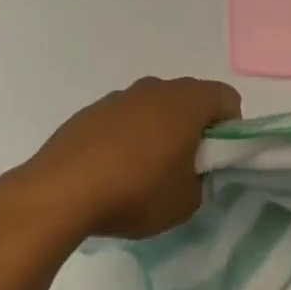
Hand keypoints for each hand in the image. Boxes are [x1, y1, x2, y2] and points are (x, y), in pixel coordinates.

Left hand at [1, 76, 240, 239]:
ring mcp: (118, 97)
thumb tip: (191, 172)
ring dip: (159, 131)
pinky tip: (113, 172)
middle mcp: (155, 88)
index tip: (217, 158)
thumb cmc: (136, 192)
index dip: (231, 128)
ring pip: (154, 107)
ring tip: (145, 172)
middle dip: (195, 128)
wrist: (59, 194)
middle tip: (186, 166)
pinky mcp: (88, 113)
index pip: (227, 98)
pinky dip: (127, 138)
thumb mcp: (188, 201)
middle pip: (190, 99)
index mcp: (188, 101)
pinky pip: (122, 120)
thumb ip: (202, 180)